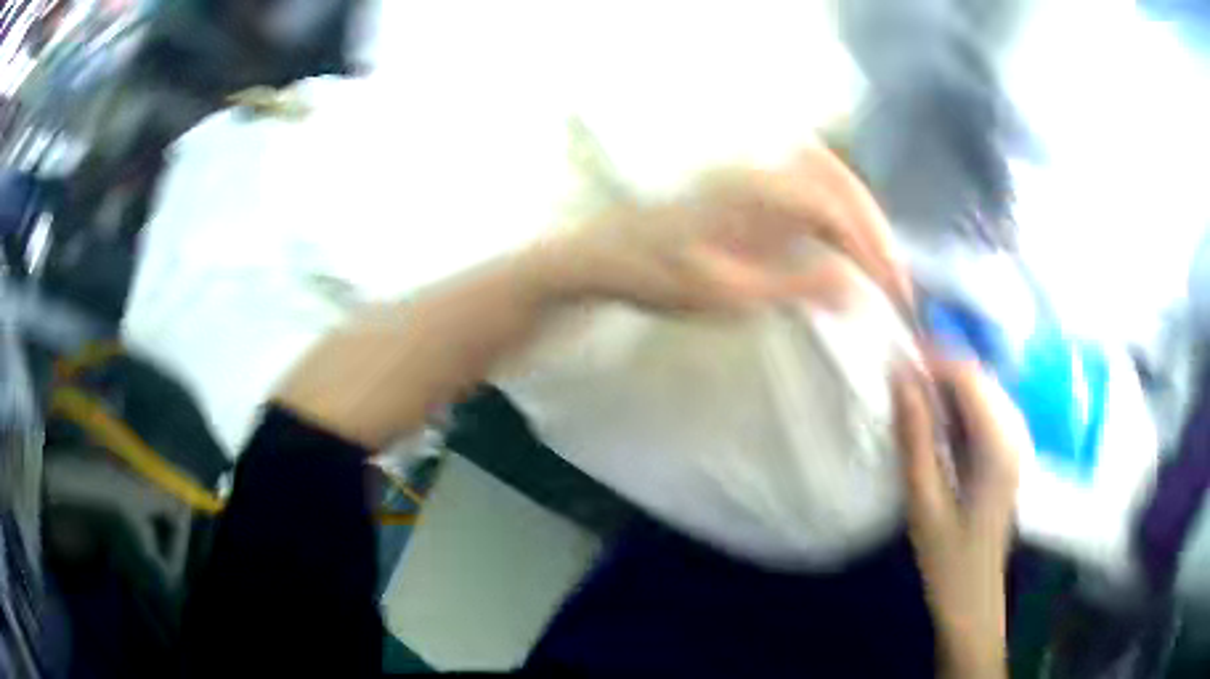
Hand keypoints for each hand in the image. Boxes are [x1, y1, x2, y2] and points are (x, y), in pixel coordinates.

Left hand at [530, 146, 909, 313]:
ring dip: (860, 213)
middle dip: (875, 229)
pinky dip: (836, 207)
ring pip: (826, 177)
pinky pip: (806, 182)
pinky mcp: (750, 180)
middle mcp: (762, 167)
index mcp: (758, 191)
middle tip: (896, 277)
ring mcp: (755, 168)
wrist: (610, 253)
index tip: (894, 292)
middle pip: (839, 183)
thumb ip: (796, 286)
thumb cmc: (661, 276)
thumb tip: (856, 289)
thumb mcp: (729, 294)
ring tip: (879, 259)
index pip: (834, 212)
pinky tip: (843, 238)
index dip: (872, 250)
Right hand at [893, 357, 1025, 678]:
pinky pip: (983, 415)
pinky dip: (956, 409)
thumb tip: (900, 380)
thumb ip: (916, 439)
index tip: (895, 357)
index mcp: (999, 447)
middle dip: (939, 369)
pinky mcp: (1006, 457)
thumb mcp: (925, 504)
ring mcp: (1013, 446)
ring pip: (981, 394)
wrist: (973, 602)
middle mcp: (1014, 436)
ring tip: (909, 394)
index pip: (970, 378)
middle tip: (897, 375)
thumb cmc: (948, 562)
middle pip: (979, 379)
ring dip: (947, 388)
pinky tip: (934, 422)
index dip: (934, 359)